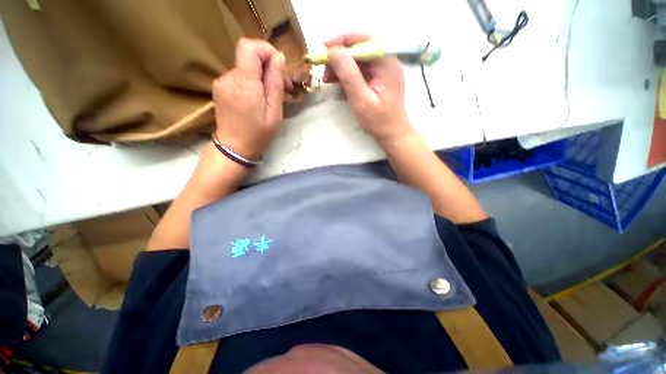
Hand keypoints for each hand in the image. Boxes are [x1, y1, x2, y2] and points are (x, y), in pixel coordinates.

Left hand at [213, 38, 292, 159]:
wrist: (233, 148)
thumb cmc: (258, 135)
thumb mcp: (274, 113)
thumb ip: (275, 84)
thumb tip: (278, 57)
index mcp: (244, 84)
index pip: (249, 47)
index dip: (266, 50)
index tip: (280, 68)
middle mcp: (229, 78)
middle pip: (249, 57)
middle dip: (269, 67)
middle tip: (283, 87)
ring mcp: (222, 82)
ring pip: (246, 68)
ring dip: (262, 77)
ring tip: (272, 97)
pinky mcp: (220, 87)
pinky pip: (240, 77)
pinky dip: (252, 83)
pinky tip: (259, 98)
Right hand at [324, 34, 412, 145]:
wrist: (392, 134)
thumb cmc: (379, 121)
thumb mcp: (362, 100)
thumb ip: (349, 76)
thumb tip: (334, 52)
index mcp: (387, 63)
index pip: (364, 40)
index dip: (342, 41)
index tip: (324, 49)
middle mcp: (387, 62)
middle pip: (360, 49)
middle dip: (340, 57)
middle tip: (324, 69)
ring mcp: (383, 71)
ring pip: (358, 60)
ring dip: (342, 67)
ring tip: (328, 78)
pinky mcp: (378, 79)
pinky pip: (361, 71)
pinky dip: (348, 76)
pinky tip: (338, 84)